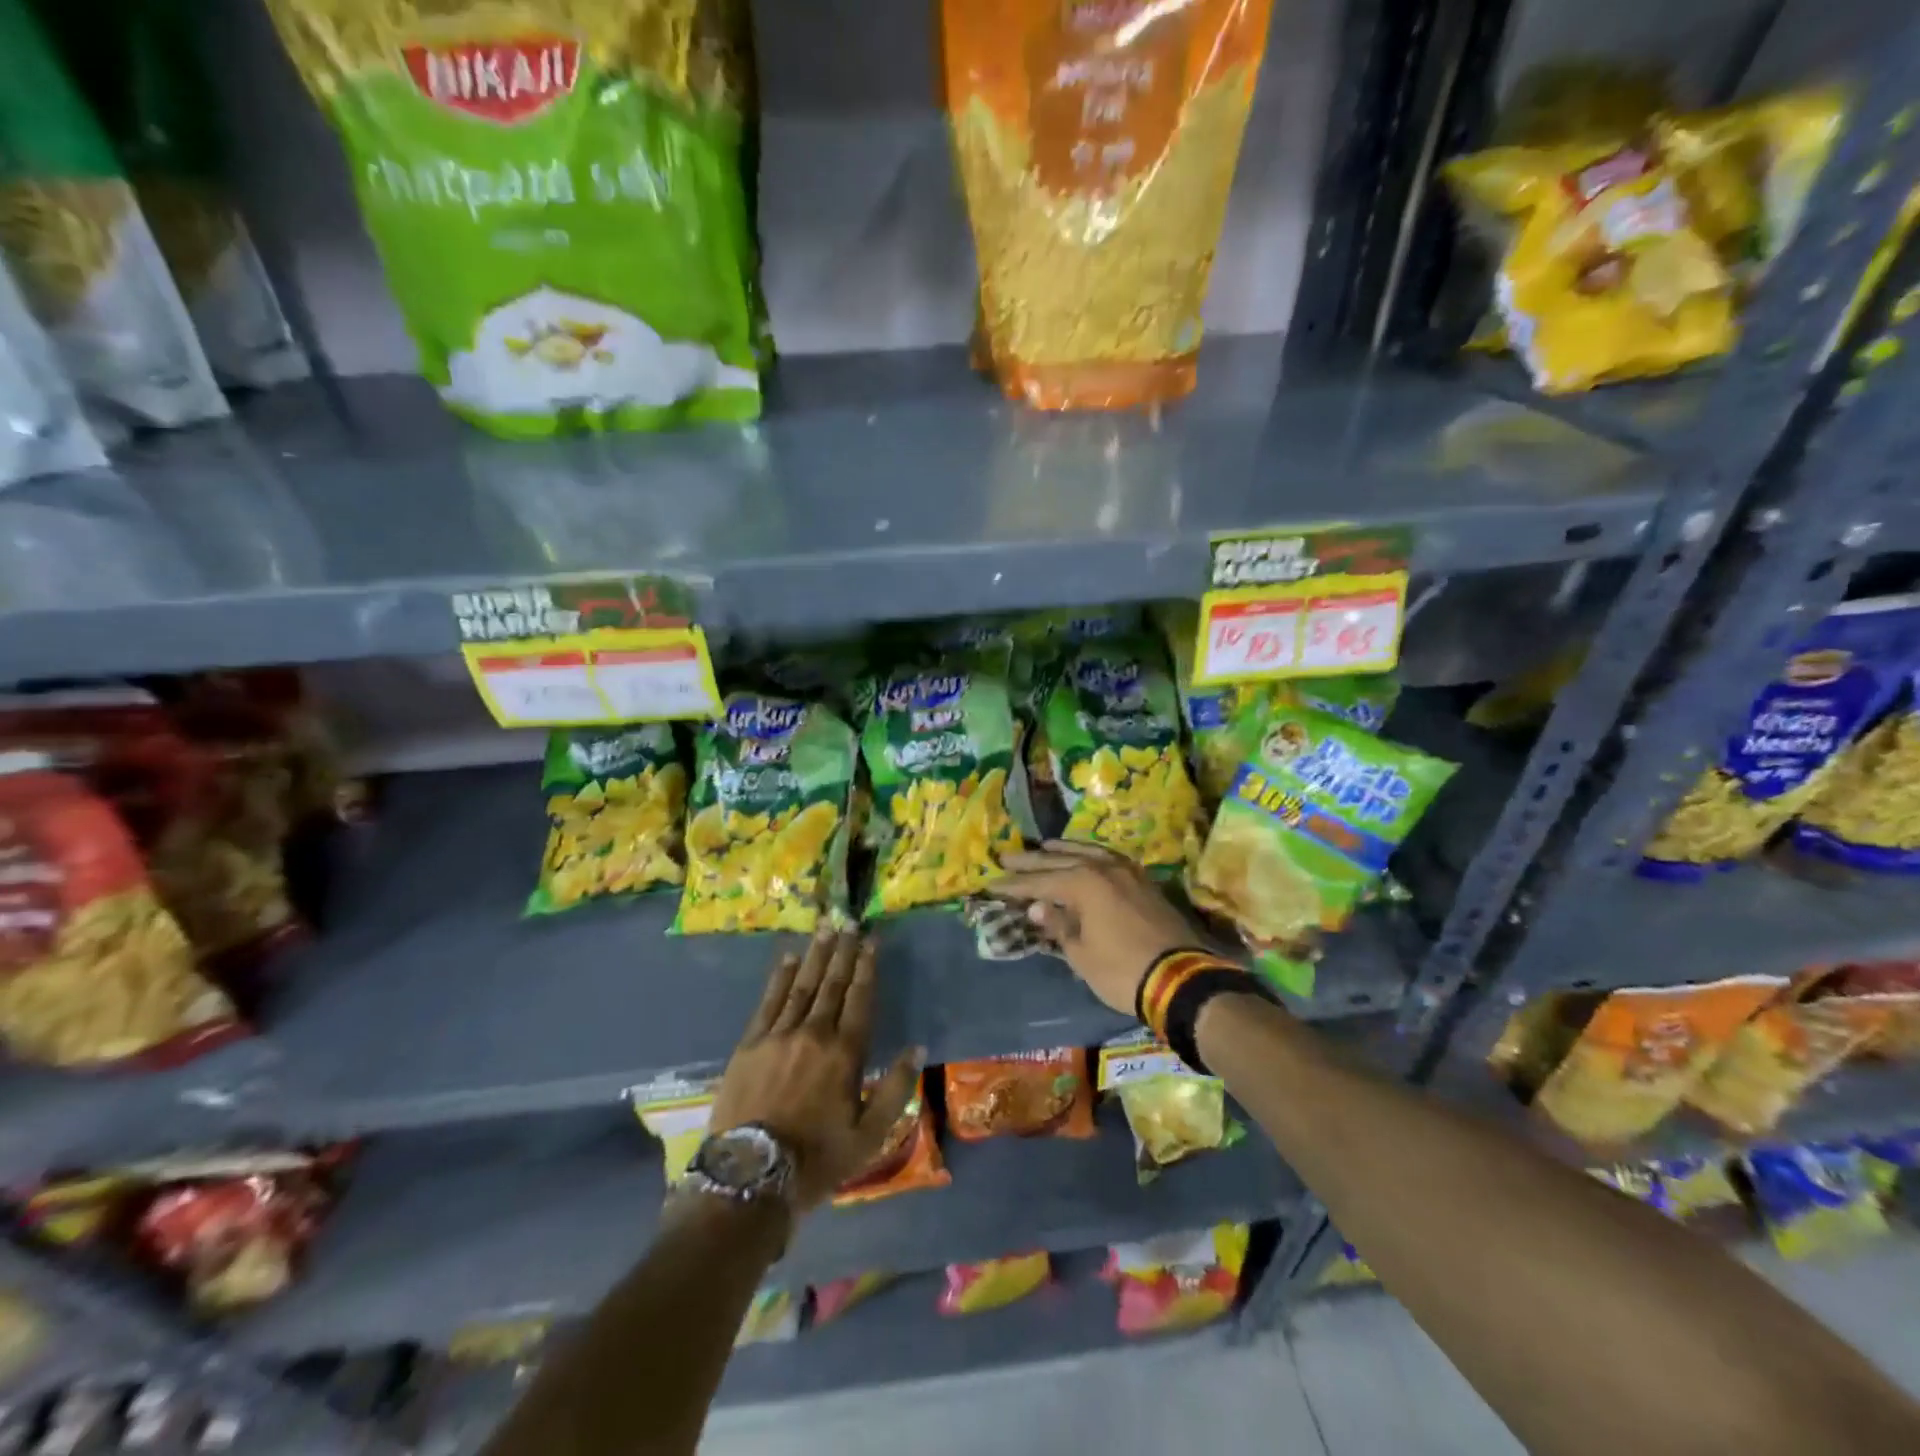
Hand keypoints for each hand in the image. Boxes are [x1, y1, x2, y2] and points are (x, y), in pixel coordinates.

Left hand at [711, 929, 919, 1212]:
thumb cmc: (816, 1159)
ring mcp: (778, 1035)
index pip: (860, 998)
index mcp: (845, 1053)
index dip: (867, 967)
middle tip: (850, 923)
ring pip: (802, 985)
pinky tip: (788, 959)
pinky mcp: (750, 1044)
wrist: (749, 1177)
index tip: (872, 941)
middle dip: (843, 952)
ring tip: (826, 930)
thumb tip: (917, 1048)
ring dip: (816, 955)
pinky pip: (769, 1001)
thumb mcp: (869, 1135)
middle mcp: (814, 1033)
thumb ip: (896, 1089)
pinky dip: (780, 977)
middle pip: (832, 984)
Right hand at [994, 841, 1205, 1015]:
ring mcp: (1127, 872)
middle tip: (1005, 858)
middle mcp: (1103, 868)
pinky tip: (1085, 857)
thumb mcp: (1082, 954)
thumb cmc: (1122, 970)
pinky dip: (1089, 855)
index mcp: (1084, 883)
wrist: (1182, 979)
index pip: (1040, 882)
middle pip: (1060, 860)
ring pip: (1087, 853)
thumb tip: (1037, 908)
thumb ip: (1058, 925)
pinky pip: (1107, 858)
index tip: (991, 884)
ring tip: (1043, 846)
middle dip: (1031, 862)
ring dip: (1062, 850)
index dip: (1014, 886)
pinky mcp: (1143, 881)